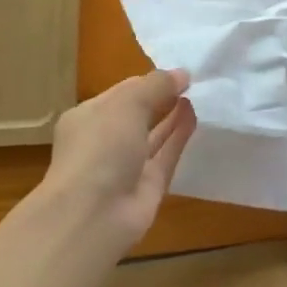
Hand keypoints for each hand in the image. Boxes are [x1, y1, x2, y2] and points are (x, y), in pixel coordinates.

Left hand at [43, 69, 196, 255]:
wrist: (93, 215)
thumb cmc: (101, 146)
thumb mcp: (128, 102)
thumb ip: (157, 84)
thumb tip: (183, 73)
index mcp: (88, 117)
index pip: (123, 91)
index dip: (149, 80)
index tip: (178, 71)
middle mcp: (105, 140)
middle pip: (138, 114)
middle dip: (162, 97)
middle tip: (193, 80)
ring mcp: (126, 165)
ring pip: (154, 134)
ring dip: (173, 115)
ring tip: (197, 94)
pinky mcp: (147, 186)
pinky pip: (166, 155)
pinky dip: (180, 136)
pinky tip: (195, 116)